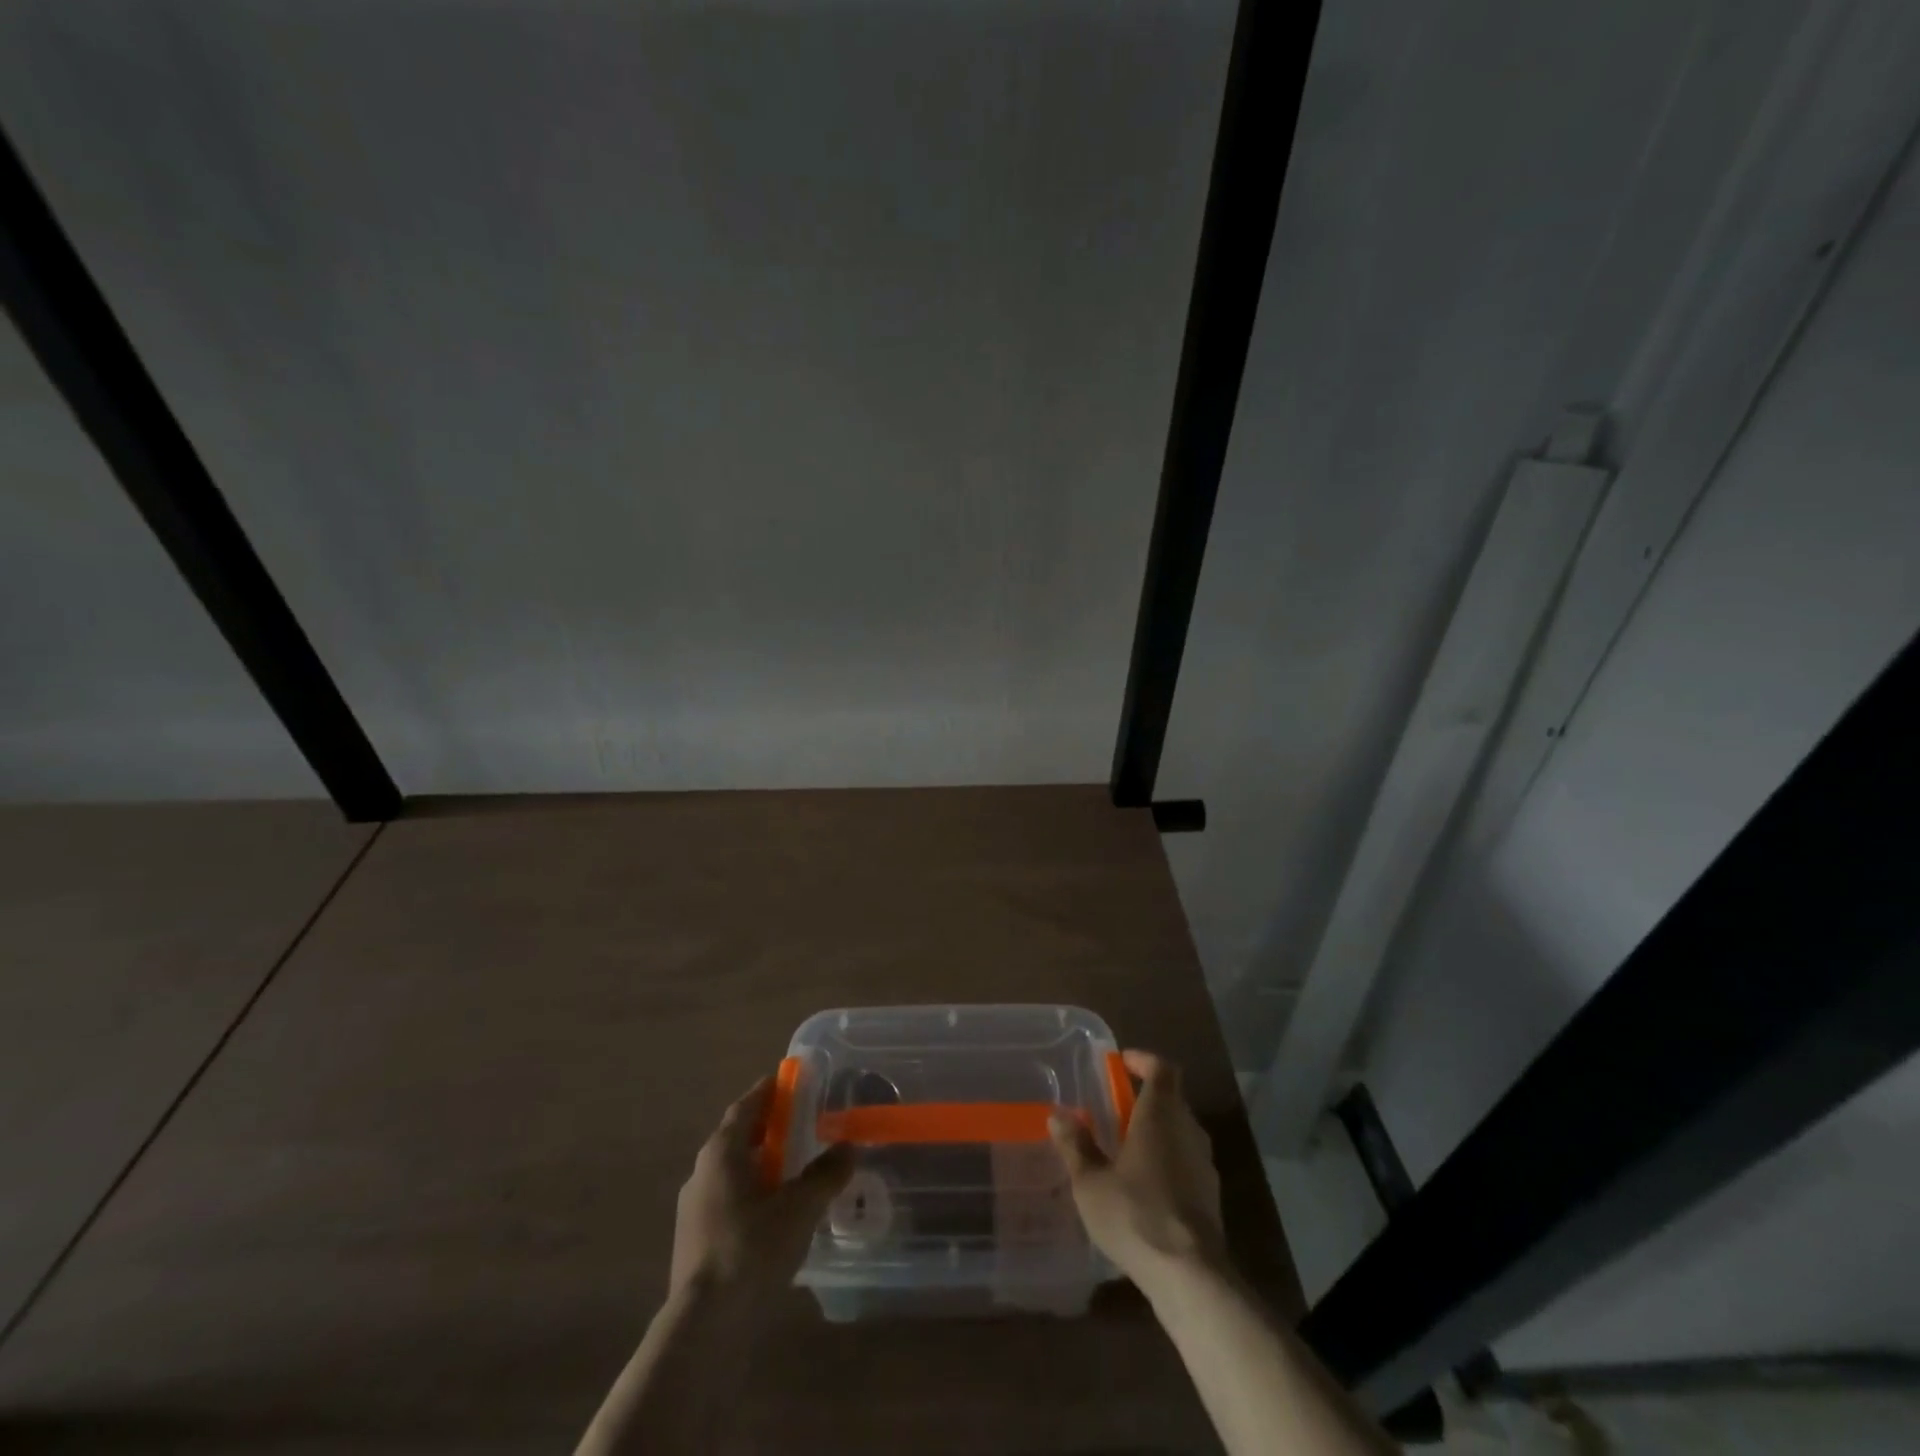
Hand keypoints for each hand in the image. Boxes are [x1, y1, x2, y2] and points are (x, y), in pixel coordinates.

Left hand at [670, 1076, 853, 1298]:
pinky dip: (753, 1194)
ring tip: (794, 1168)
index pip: (746, 1106)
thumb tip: (848, 1147)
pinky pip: (729, 1201)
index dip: (768, 1092)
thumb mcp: (800, 1207)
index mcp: (722, 1152)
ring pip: (732, 1172)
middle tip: (801, 1122)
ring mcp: (694, 1210)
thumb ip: (826, 1174)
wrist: (705, 1327)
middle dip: (768, 1128)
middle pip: (738, 1138)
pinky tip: (777, 1213)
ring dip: (761, 1163)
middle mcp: (702, 1172)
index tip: (789, 1080)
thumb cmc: (752, 1249)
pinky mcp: (696, 1242)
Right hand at [1050, 1050, 1226, 1287]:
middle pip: (1172, 1099)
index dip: (1144, 1061)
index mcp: (1160, 1114)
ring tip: (1127, 1149)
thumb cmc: (1135, 1214)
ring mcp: (1204, 1163)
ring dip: (1158, 1131)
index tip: (1123, 1063)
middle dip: (1146, 1098)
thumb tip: (1058, 1116)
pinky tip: (1146, 1187)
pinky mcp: (1211, 1196)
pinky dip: (1168, 1160)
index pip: (1162, 1069)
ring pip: (1181, 1131)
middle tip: (1117, 1109)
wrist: (1190, 1275)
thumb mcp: (1091, 1181)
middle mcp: (1187, 1129)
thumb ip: (1076, 1146)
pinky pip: (1187, 1161)